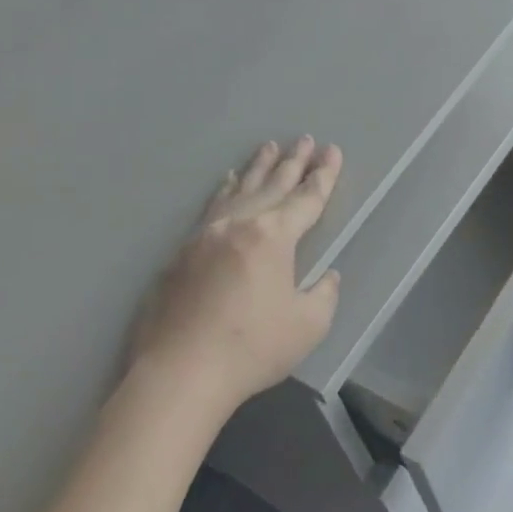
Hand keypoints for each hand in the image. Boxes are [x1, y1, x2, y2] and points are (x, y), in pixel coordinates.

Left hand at [125, 136, 342, 414]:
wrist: (180, 372)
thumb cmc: (252, 349)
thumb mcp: (307, 325)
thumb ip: (323, 294)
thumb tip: (326, 277)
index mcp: (273, 237)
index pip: (306, 199)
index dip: (323, 176)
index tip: (333, 151)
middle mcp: (239, 225)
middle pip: (272, 185)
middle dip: (293, 162)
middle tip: (305, 139)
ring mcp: (205, 235)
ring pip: (239, 190)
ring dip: (257, 168)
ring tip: (269, 147)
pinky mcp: (181, 252)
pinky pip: (211, 207)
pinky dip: (224, 190)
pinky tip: (226, 182)